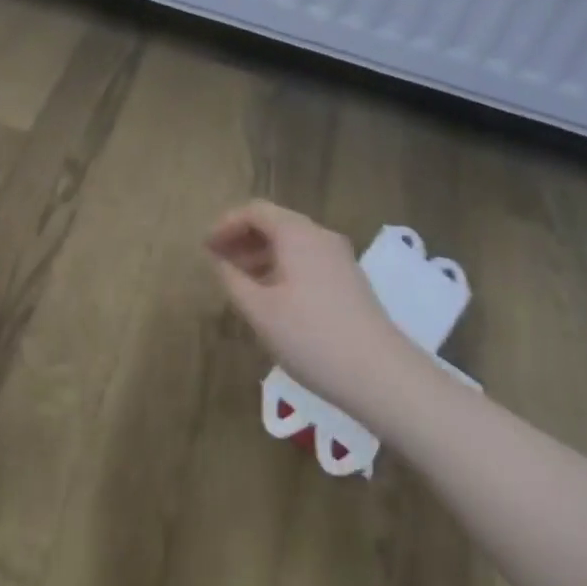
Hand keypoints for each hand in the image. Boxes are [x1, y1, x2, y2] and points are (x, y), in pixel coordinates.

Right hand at [205, 200, 418, 422]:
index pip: (255, 211)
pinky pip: (307, 260)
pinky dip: (282, 268)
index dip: (227, 224)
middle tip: (218, 262)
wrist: (381, 374)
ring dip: (262, 255)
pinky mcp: (350, 281)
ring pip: (292, 244)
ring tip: (240, 283)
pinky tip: (272, 298)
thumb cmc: (311, 337)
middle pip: (275, 223)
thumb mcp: (260, 311)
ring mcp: (339, 258)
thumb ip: (233, 281)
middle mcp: (320, 236)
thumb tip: (219, 261)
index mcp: (297, 233)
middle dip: (243, 239)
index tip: (206, 247)